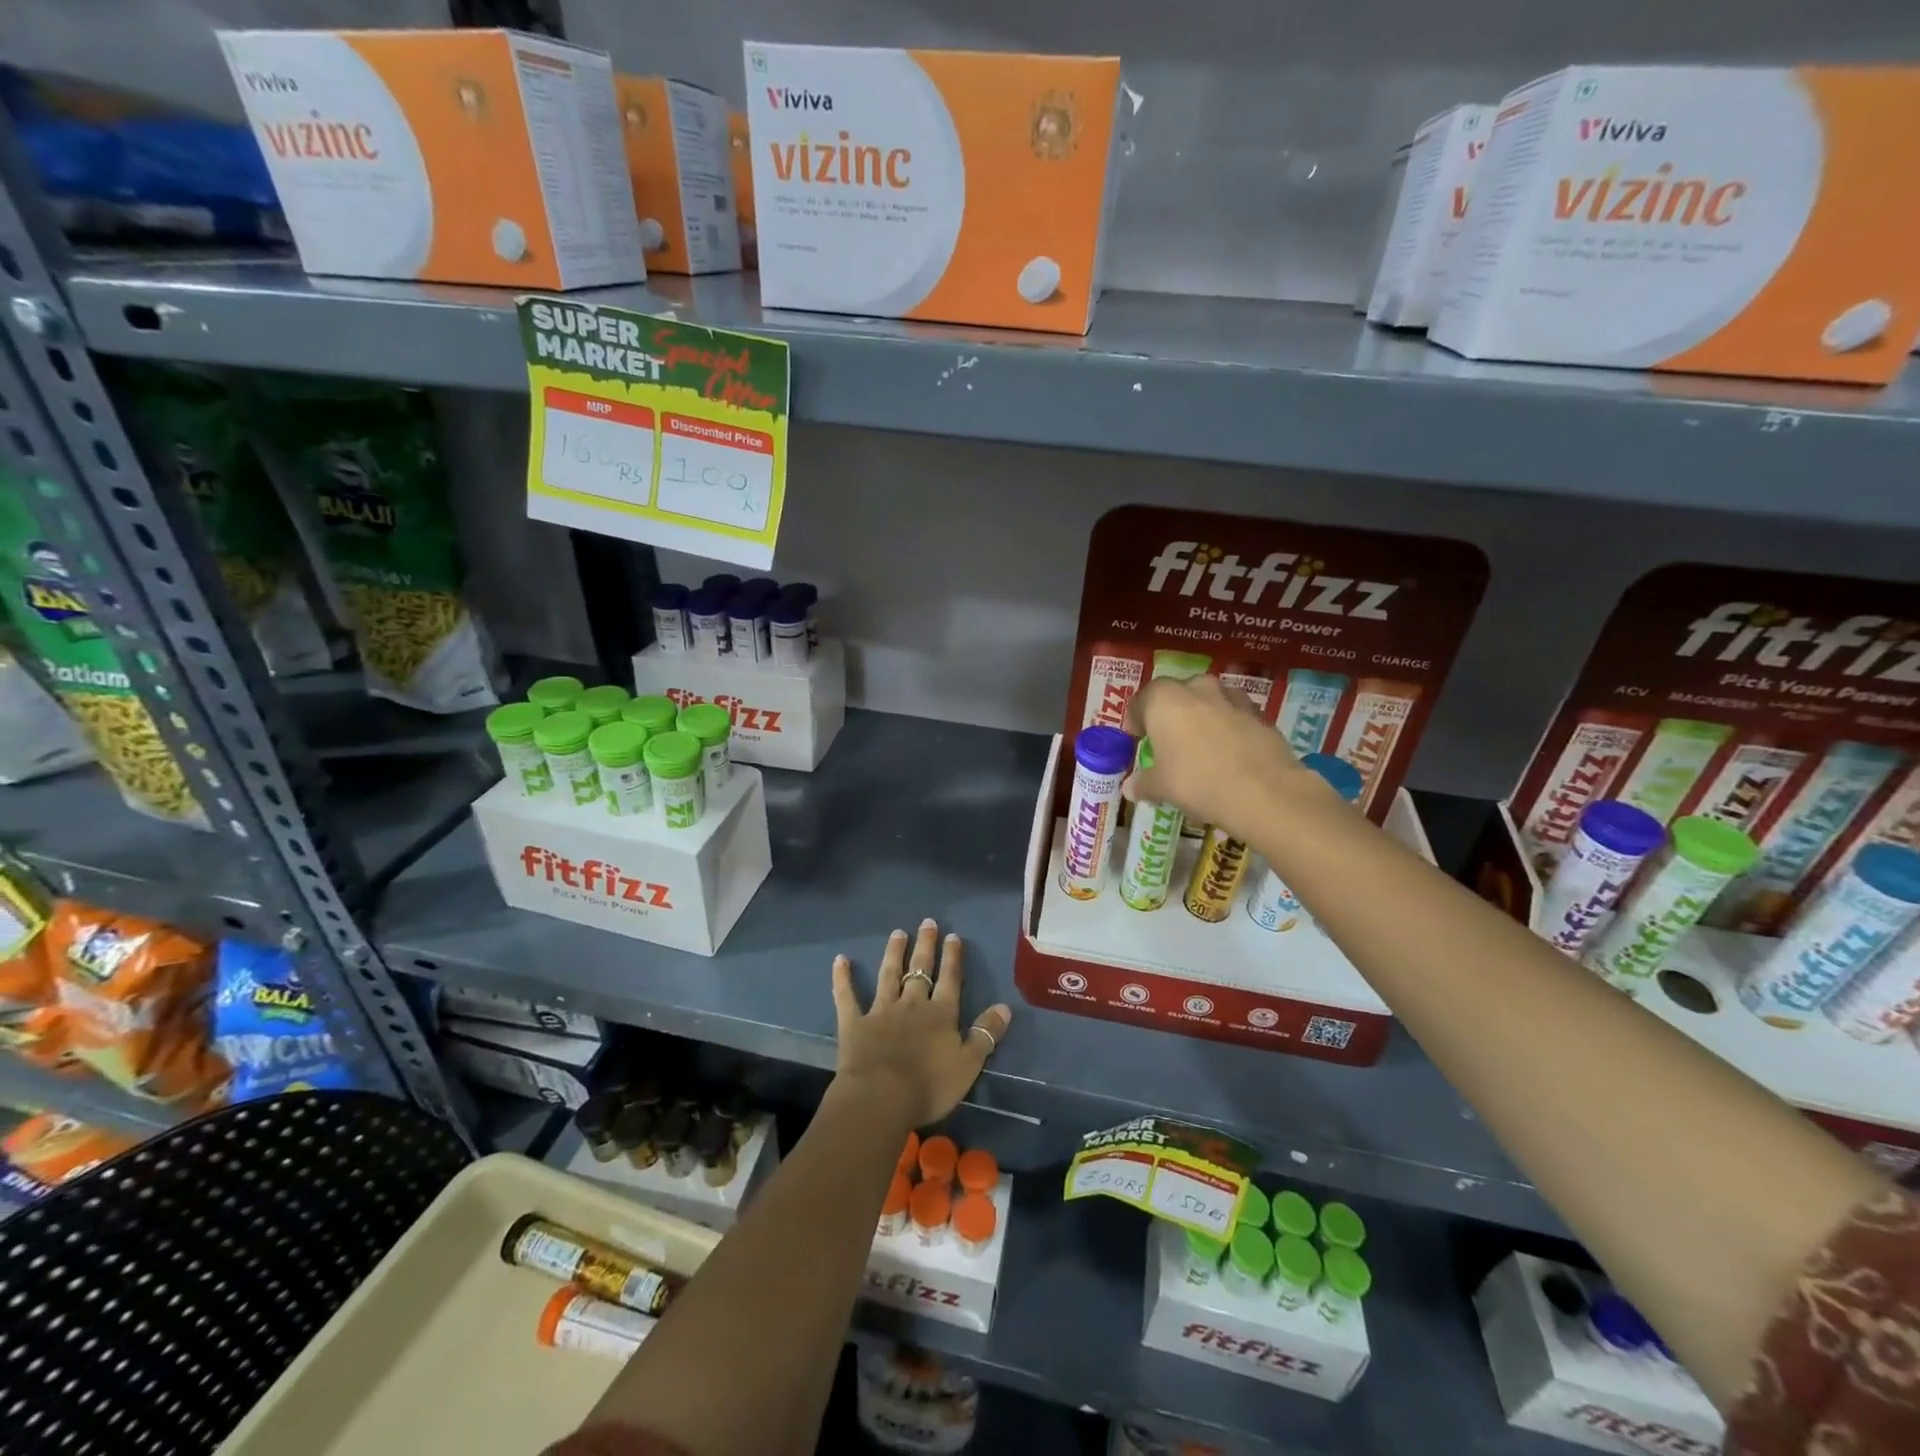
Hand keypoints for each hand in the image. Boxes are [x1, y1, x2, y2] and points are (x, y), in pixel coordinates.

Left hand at [830, 920, 1011, 1128]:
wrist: (881, 1098)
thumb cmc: (929, 1086)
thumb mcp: (969, 1064)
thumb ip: (986, 1034)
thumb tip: (1005, 1007)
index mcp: (941, 1014)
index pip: (950, 979)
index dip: (952, 958)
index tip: (953, 936)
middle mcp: (912, 1004)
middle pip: (920, 970)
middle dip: (925, 946)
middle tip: (927, 922)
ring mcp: (881, 1011)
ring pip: (888, 975)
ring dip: (893, 953)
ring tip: (897, 933)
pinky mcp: (854, 1024)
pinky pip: (847, 997)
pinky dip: (843, 979)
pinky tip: (840, 960)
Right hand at [1124, 674, 1308, 840]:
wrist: (1264, 792)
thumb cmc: (1197, 782)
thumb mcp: (1161, 787)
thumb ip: (1143, 783)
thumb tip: (1130, 788)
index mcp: (1165, 700)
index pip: (1142, 699)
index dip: (1136, 718)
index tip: (1137, 737)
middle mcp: (1198, 689)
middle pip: (1178, 693)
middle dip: (1172, 712)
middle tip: (1169, 739)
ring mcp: (1233, 699)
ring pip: (1211, 700)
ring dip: (1203, 715)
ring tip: (1202, 744)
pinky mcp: (1260, 715)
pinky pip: (1236, 716)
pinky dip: (1230, 728)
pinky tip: (1230, 753)